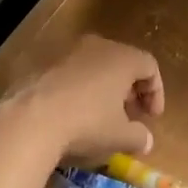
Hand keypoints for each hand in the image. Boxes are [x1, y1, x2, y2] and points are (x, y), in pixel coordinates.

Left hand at [0, 35, 164, 161]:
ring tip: (104, 116)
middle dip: (131, 90)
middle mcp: (98, 47)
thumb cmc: (87, 123)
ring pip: (97, 66)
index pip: (150, 67)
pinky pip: (74, 73)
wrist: (31, 119)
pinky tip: (76, 114)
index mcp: (123, 58)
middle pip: (123, 63)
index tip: (152, 118)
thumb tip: (146, 140)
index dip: (156, 92)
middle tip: (131, 115)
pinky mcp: (46, 64)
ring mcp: (70, 52)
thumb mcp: (120, 136)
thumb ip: (139, 136)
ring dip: (105, 89)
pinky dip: (82, 89)